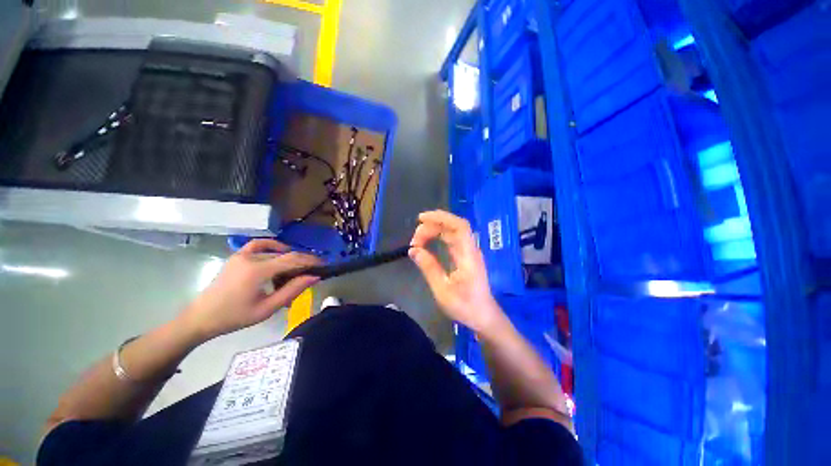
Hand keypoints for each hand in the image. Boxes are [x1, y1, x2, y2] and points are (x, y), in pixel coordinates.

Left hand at [180, 239, 321, 340]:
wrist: (201, 317)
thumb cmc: (235, 317)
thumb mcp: (267, 308)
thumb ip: (292, 290)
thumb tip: (314, 277)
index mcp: (258, 271)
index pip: (292, 259)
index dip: (310, 260)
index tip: (324, 264)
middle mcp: (251, 258)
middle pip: (285, 255)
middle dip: (302, 262)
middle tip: (311, 273)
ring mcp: (242, 255)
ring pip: (275, 251)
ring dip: (289, 257)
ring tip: (295, 270)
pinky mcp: (237, 256)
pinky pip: (258, 244)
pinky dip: (272, 246)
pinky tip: (279, 253)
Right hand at [410, 210, 502, 333]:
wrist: (483, 316)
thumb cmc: (465, 306)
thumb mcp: (442, 290)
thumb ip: (428, 268)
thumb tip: (413, 250)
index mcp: (468, 256)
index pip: (459, 226)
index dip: (442, 218)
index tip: (422, 219)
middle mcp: (470, 249)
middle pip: (453, 227)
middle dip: (432, 226)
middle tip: (414, 240)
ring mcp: (468, 252)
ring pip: (451, 232)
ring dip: (434, 231)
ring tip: (417, 240)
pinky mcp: (465, 256)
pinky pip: (451, 240)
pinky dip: (438, 237)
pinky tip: (428, 242)